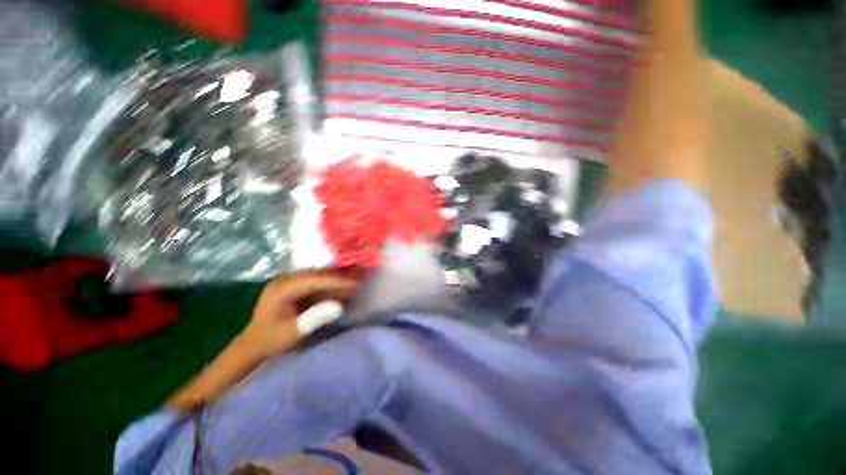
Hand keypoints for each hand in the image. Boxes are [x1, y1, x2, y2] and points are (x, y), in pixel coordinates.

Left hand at [243, 272, 356, 356]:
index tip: (354, 283)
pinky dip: (328, 285)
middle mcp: (286, 279)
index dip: (336, 280)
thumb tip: (339, 306)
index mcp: (282, 288)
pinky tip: (340, 289)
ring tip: (353, 284)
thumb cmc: (271, 340)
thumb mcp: (293, 332)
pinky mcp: (293, 287)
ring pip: (318, 276)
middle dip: (338, 278)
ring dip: (335, 280)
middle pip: (318, 274)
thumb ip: (315, 318)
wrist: (253, 345)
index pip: (315, 279)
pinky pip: (315, 282)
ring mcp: (289, 282)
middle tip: (358, 281)